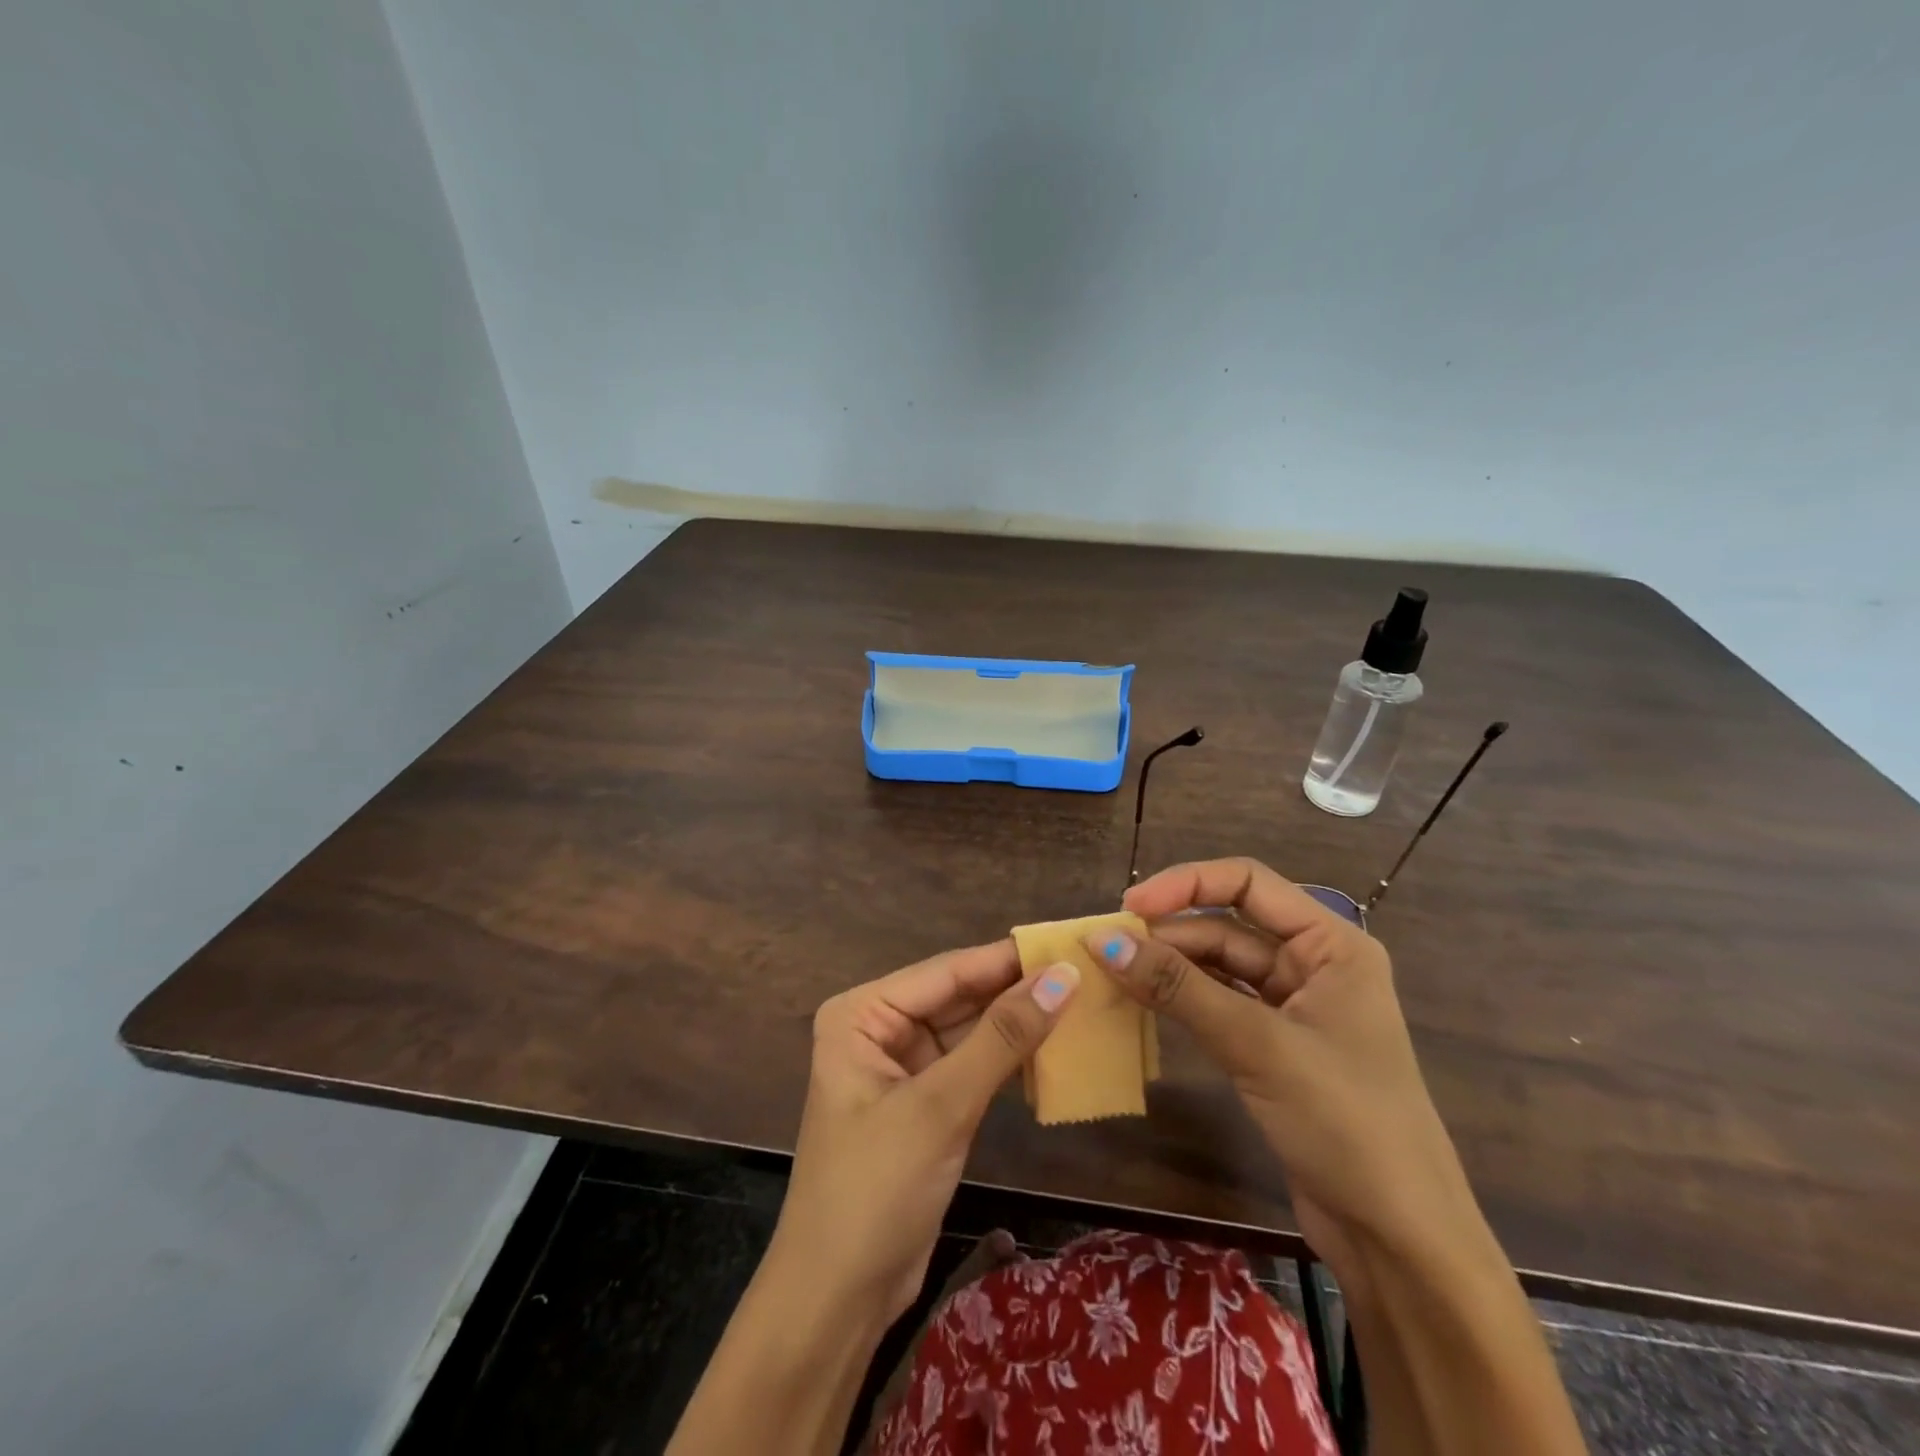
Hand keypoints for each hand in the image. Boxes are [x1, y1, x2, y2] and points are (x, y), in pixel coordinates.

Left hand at [775, 941, 1078, 1323]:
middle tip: (1085, 971)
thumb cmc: (875, 1189)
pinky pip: (973, 1065)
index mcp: (862, 1012)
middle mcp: (879, 1027)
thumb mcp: (941, 1106)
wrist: (838, 1301)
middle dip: (1017, 989)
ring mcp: (902, 1067)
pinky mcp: (926, 1103)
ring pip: (971, 1030)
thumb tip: (1063, 976)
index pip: (946, 971)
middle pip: (959, 996)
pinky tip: (1054, 1049)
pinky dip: (1009, 1060)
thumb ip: (1003, 1038)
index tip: (1068, 943)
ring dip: (1019, 1023)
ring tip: (1082, 1000)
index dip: (1008, 958)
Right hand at [1086, 857, 1472, 1248]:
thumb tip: (1102, 941)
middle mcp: (1314, 964)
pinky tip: (1142, 1000)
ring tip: (1114, 971)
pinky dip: (1182, 999)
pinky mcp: (1275, 1046)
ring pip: (1219, 965)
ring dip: (1170, 966)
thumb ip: (1178, 988)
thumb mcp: (1258, 1045)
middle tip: (1107, 948)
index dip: (1185, 884)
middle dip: (1170, 931)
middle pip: (1229, 924)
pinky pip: (1219, 1003)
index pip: (1248, 882)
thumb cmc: (1346, 1122)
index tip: (1129, 908)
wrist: (1401, 1241)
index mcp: (1331, 944)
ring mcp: (1294, 1007)